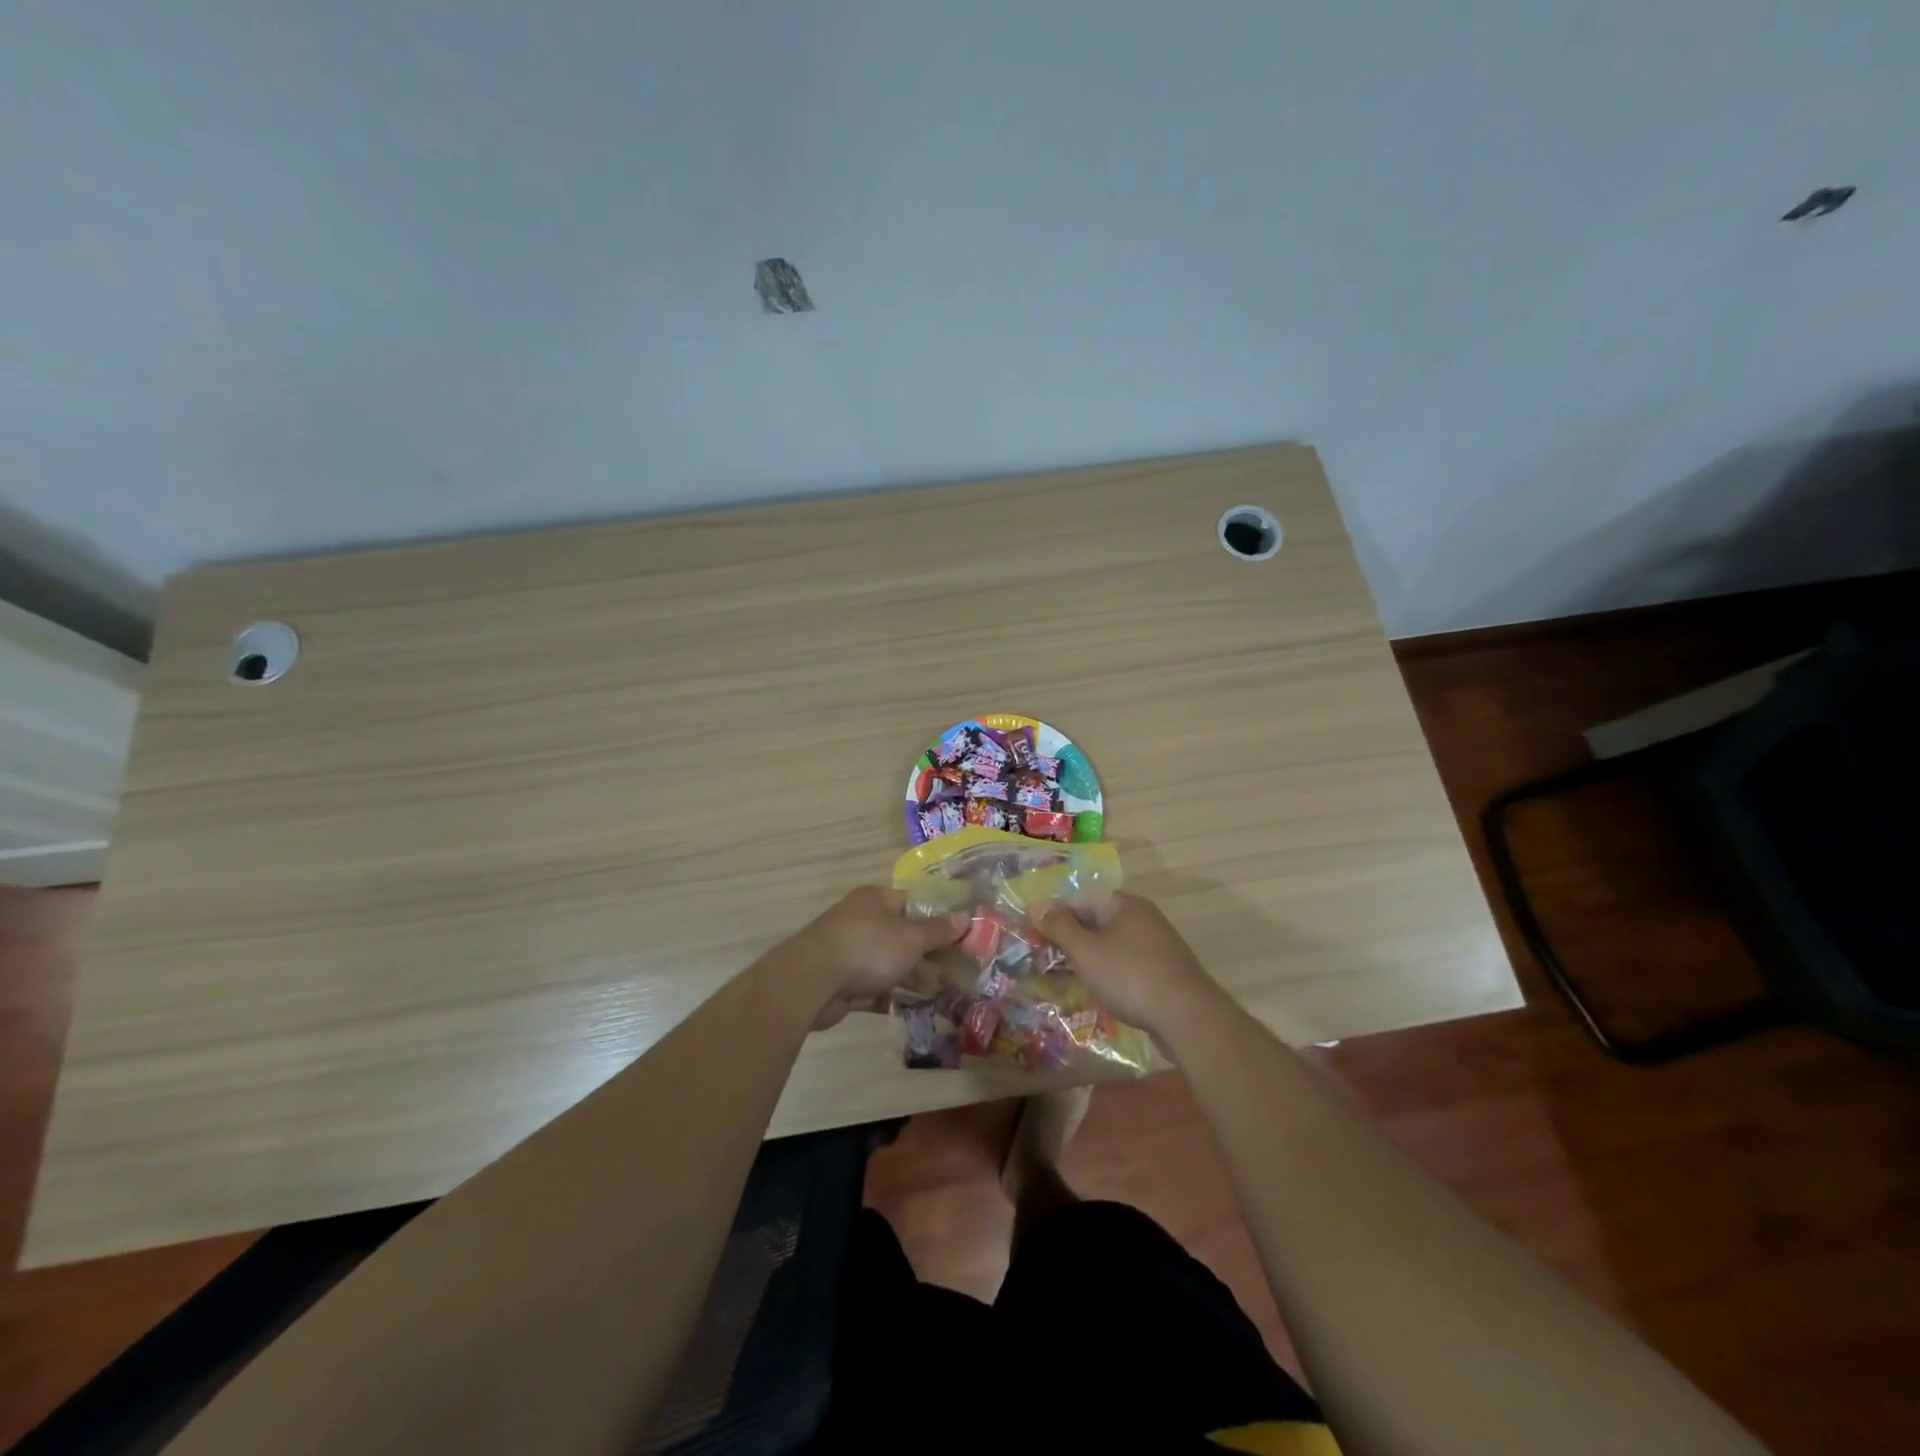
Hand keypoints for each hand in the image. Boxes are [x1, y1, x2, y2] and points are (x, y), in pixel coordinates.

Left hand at [792, 887, 966, 1028]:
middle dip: (926, 952)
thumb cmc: (869, 948)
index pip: (912, 903)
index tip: (959, 936)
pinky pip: (874, 987)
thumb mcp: (912, 938)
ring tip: (943, 991)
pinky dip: (892, 996)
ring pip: (888, 962)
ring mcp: (849, 951)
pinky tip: (916, 1009)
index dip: (936, 918)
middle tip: (956, 968)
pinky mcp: (841, 981)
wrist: (813, 982)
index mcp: (876, 899)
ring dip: (911, 976)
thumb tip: (967, 917)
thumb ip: (939, 930)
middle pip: (901, 934)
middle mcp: (861, 920)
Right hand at [1032, 892, 1221, 1036]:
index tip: (1034, 934)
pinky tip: (1091, 993)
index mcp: (1126, 904)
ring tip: (1059, 980)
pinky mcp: (1162, 974)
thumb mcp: (1087, 951)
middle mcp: (1143, 919)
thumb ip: (1060, 927)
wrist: (1188, 1019)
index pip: (1082, 899)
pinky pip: (1124, 968)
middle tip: (1041, 959)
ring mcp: (1156, 947)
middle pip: (1096, 923)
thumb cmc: (1131, 977)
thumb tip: (1037, 905)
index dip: (1056, 915)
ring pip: (1110, 948)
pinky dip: (1105, 976)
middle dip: (1069, 941)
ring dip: (1085, 961)